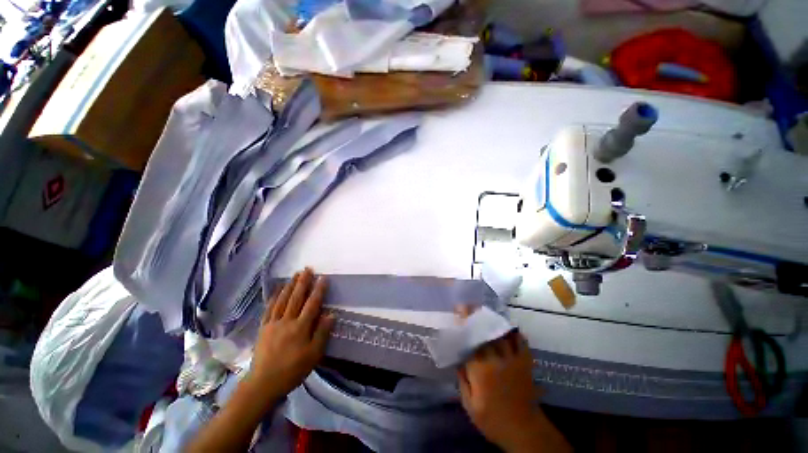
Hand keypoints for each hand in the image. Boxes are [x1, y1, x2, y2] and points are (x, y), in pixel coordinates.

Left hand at [245, 268, 333, 407]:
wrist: (263, 383)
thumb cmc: (292, 370)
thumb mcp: (313, 355)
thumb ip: (322, 333)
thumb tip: (331, 315)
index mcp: (300, 327)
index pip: (312, 304)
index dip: (318, 290)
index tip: (323, 277)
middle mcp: (287, 321)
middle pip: (296, 298)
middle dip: (303, 282)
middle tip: (307, 269)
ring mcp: (273, 323)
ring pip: (282, 300)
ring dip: (289, 286)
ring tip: (295, 275)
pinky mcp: (263, 328)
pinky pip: (269, 309)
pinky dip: (274, 297)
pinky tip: (277, 290)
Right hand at [456, 307, 554, 451]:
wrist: (524, 430)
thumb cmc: (493, 420)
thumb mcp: (470, 405)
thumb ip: (462, 380)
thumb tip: (458, 359)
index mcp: (481, 369)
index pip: (470, 340)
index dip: (464, 324)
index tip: (458, 312)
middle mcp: (497, 359)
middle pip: (485, 332)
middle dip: (475, 316)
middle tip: (468, 305)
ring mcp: (513, 359)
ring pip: (501, 333)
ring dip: (492, 320)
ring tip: (484, 311)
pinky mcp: (525, 363)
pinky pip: (521, 342)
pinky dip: (514, 332)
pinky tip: (508, 326)